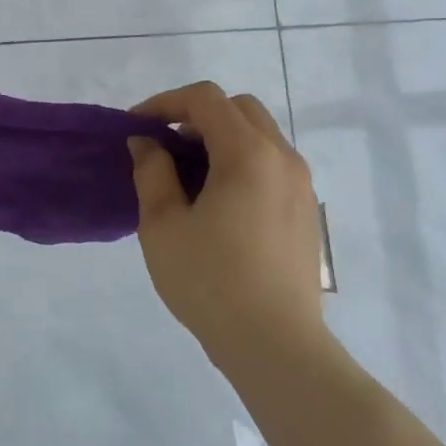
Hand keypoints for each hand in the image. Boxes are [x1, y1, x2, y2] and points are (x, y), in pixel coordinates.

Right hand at [128, 81, 328, 366]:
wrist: (276, 346)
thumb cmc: (211, 281)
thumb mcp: (162, 225)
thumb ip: (152, 172)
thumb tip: (147, 143)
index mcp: (247, 153)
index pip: (206, 99)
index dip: (166, 103)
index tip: (138, 128)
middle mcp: (282, 157)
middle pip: (239, 109)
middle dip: (197, 115)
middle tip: (165, 146)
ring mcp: (301, 185)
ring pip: (260, 135)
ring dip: (221, 138)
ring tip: (189, 176)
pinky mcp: (306, 211)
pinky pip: (272, 164)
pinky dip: (242, 161)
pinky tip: (219, 202)